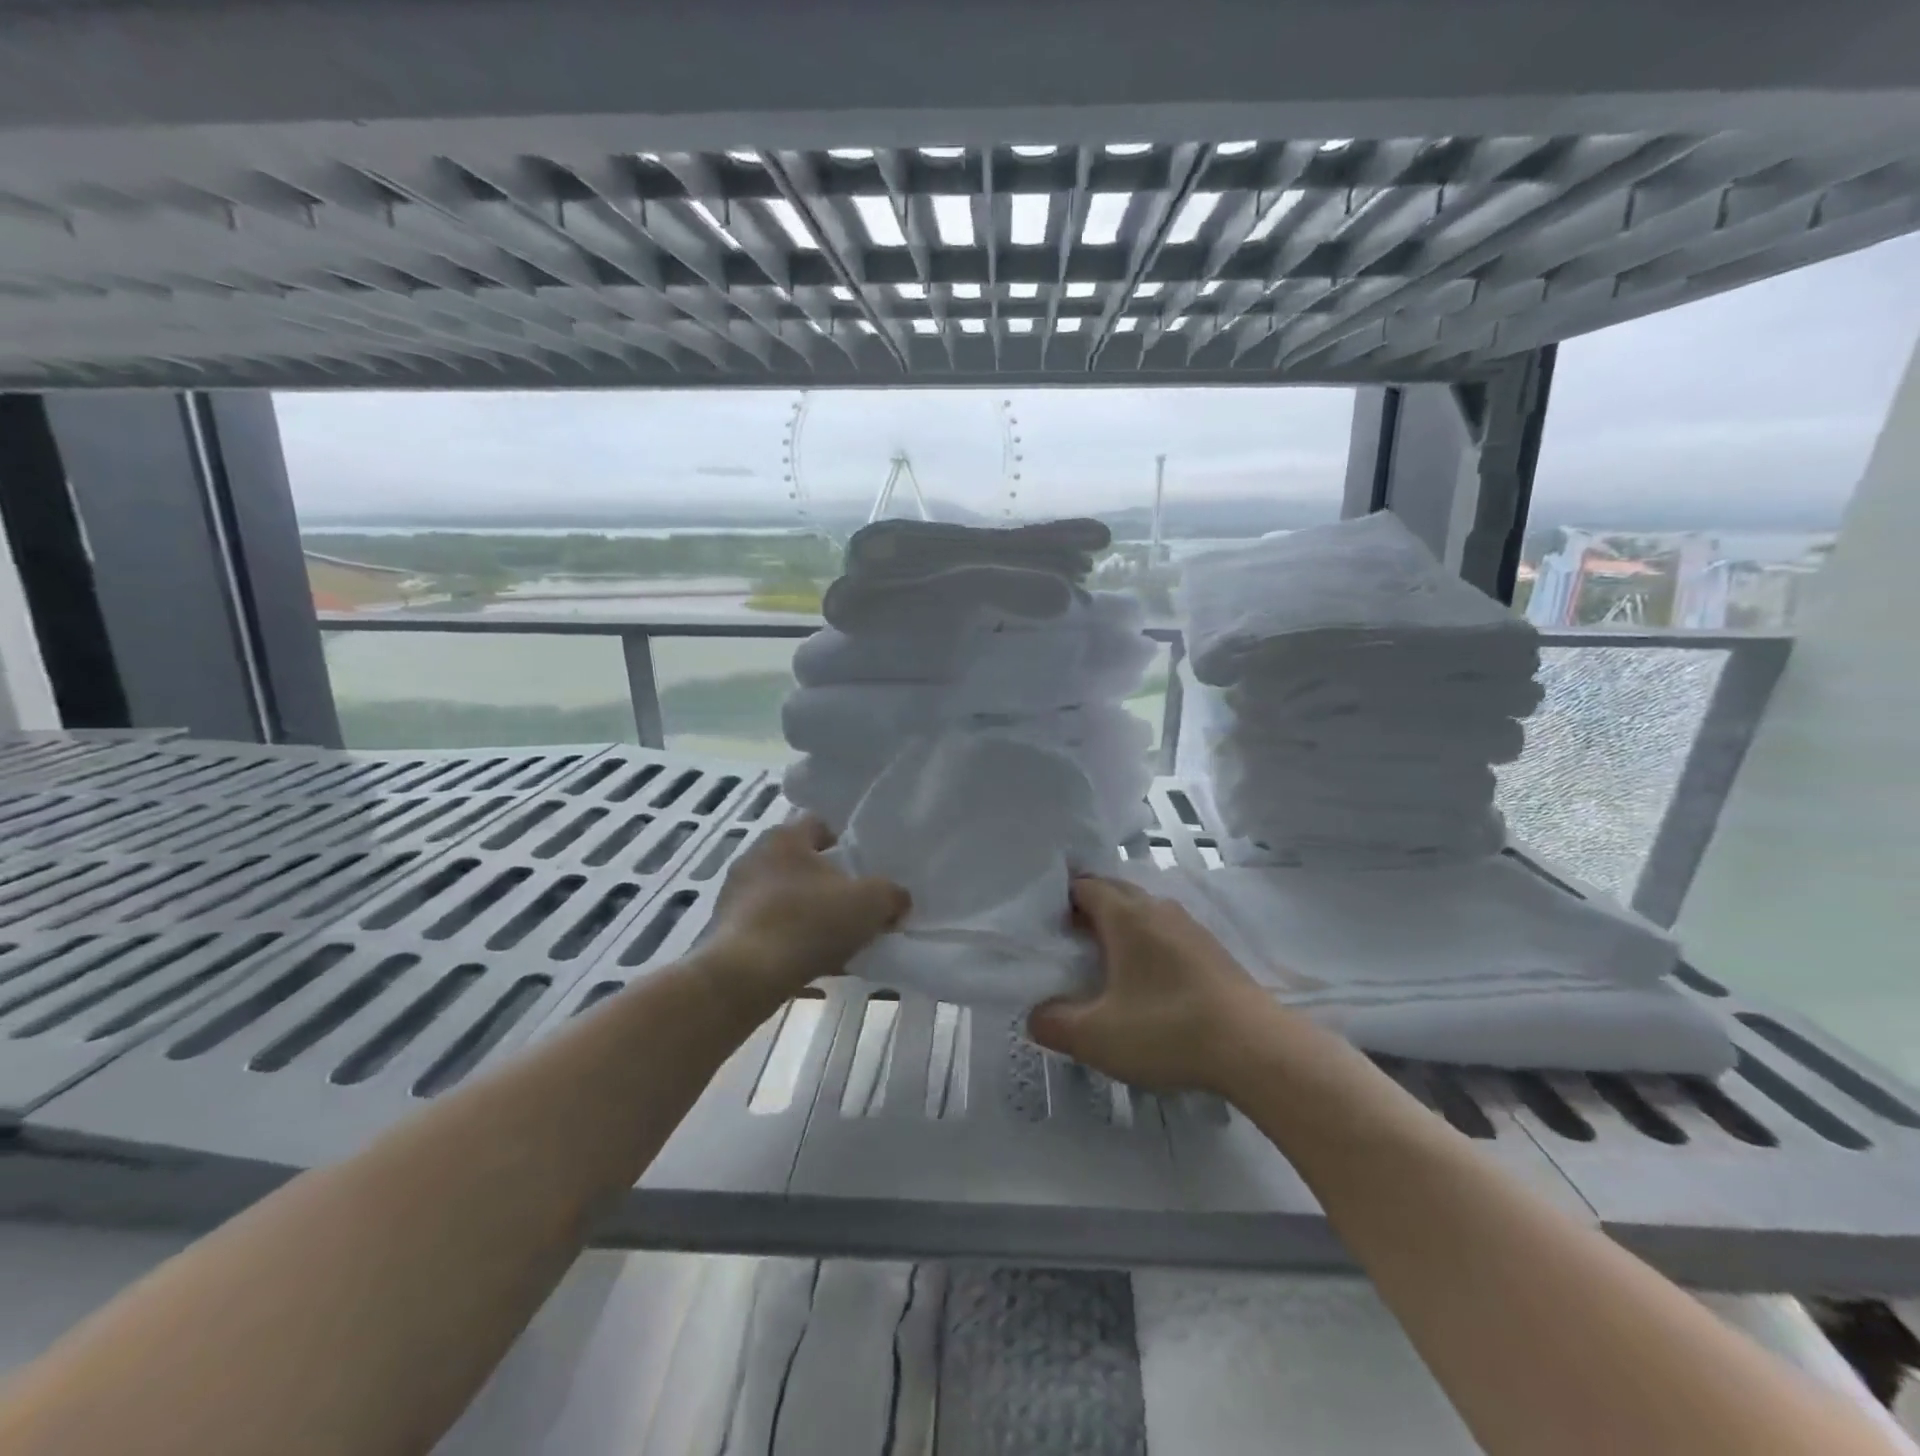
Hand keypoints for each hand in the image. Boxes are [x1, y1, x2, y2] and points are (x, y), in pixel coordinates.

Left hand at [702, 816, 908, 1014]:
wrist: (746, 976)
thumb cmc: (809, 923)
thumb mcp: (871, 904)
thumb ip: (892, 895)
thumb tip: (898, 900)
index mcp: (786, 838)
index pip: (820, 825)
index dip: (845, 842)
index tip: (863, 867)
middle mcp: (755, 856)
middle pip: (800, 862)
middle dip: (825, 881)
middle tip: (852, 904)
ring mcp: (734, 893)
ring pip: (782, 895)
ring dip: (805, 911)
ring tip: (831, 940)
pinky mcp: (724, 929)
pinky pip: (766, 926)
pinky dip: (786, 938)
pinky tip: (806, 962)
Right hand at [1028, 875, 1270, 1092]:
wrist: (1254, 1048)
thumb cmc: (1166, 1029)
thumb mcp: (1096, 1037)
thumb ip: (1054, 1024)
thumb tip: (1035, 1016)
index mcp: (1125, 916)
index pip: (1085, 886)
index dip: (1061, 900)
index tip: (1047, 926)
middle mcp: (1157, 909)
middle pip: (1115, 892)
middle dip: (1090, 909)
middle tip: (1071, 942)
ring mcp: (1191, 927)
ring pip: (1145, 912)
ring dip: (1123, 927)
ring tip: (1108, 962)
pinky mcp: (1214, 951)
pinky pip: (1169, 933)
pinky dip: (1151, 945)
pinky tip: (1150, 982)